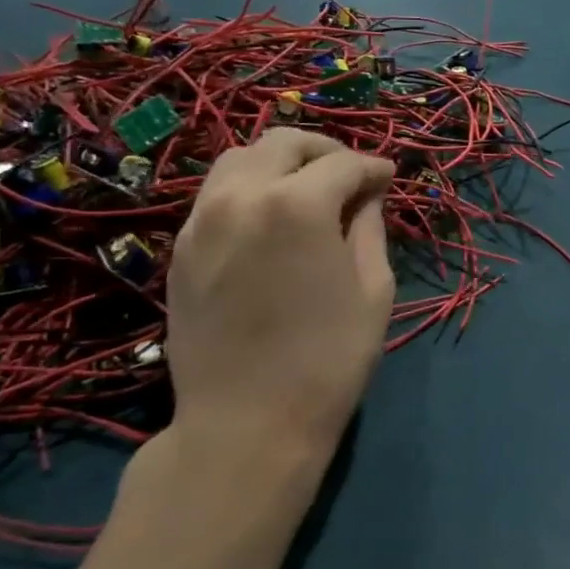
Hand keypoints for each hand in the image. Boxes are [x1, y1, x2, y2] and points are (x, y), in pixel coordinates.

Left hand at [162, 129, 394, 471]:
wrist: (246, 425)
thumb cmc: (328, 360)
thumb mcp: (373, 289)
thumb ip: (369, 227)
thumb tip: (367, 192)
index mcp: (297, 205)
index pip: (342, 163)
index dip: (373, 167)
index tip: (389, 178)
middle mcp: (241, 196)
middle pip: (284, 143)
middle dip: (324, 150)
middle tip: (350, 175)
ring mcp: (202, 220)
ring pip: (241, 158)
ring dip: (281, 162)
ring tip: (307, 189)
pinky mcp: (180, 247)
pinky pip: (217, 193)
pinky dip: (249, 188)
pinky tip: (271, 218)